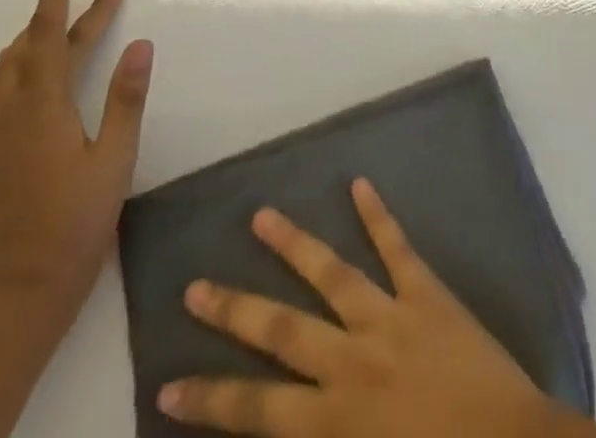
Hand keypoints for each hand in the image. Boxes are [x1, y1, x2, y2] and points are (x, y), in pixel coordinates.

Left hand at [0, 0, 153, 323]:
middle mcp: (6, 112)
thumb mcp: (115, 158)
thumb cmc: (78, 221)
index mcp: (42, 108)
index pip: (49, 37)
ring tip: (63, 23)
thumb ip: (127, 97)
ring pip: (7, 68)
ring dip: (36, 39)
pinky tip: (21, 73)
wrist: (20, 292)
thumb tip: (141, 43)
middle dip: (61, 13)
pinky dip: (12, 68)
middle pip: (32, 46)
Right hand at [158, 179, 570, 437]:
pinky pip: (397, 247)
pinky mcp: (428, 293)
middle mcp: (352, 361)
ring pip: (331, 274)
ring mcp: (390, 318)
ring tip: (261, 216)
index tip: (167, 382)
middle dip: (235, 310)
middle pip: (282, 331)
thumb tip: (284, 430)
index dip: (211, 397)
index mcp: (335, 421)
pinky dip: (378, 215)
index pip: (256, 409)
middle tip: (196, 285)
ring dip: (294, 245)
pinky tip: (359, 184)